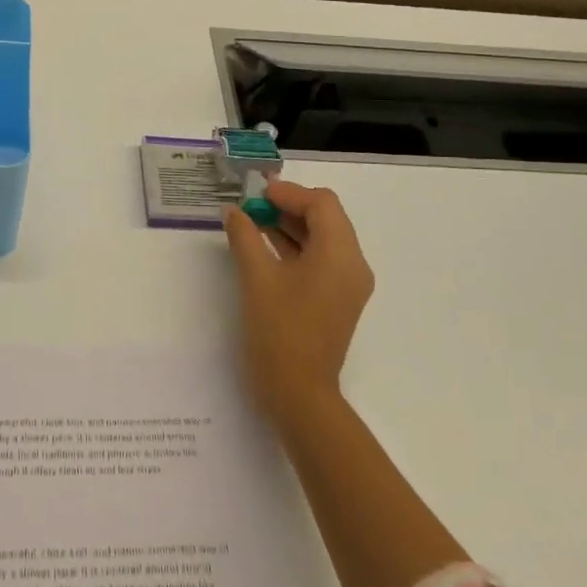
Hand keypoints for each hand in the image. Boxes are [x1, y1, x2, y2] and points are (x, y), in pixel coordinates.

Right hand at [223, 180, 374, 424]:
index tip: (255, 193)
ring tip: (253, 222)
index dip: (289, 193)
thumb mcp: (257, 277)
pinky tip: (264, 248)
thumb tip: (233, 211)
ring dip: (291, 226)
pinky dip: (296, 247)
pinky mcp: (337, 300)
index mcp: (340, 254)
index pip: (321, 203)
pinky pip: (321, 260)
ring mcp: (347, 284)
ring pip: (323, 238)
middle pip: (326, 217)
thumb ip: (245, 236)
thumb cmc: (279, 331)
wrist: (298, 394)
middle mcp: (352, 264)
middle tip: (252, 204)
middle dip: (289, 206)